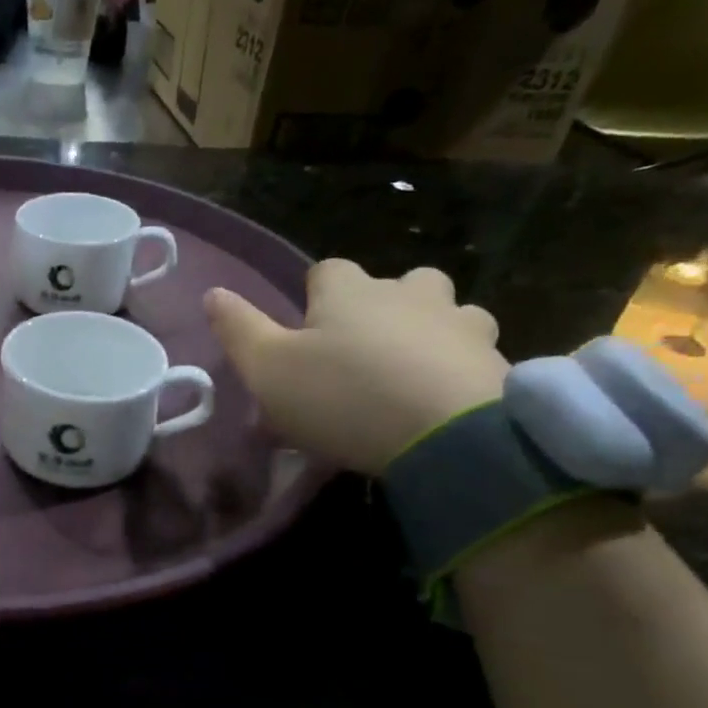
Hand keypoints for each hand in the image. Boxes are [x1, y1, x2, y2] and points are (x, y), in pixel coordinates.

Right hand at [206, 261, 508, 475]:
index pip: (326, 271)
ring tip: (412, 373)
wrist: (448, 436)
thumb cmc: (343, 397)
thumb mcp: (269, 369)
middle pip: (396, 283)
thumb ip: (238, 329)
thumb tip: (212, 292)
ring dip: (429, 330)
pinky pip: (474, 352)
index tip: (307, 334)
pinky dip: (459, 367)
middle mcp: (407, 293)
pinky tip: (444, 400)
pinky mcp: (496, 360)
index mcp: (350, 291)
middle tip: (363, 353)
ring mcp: (458, 322)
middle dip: (381, 307)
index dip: (314, 297)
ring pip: (446, 311)